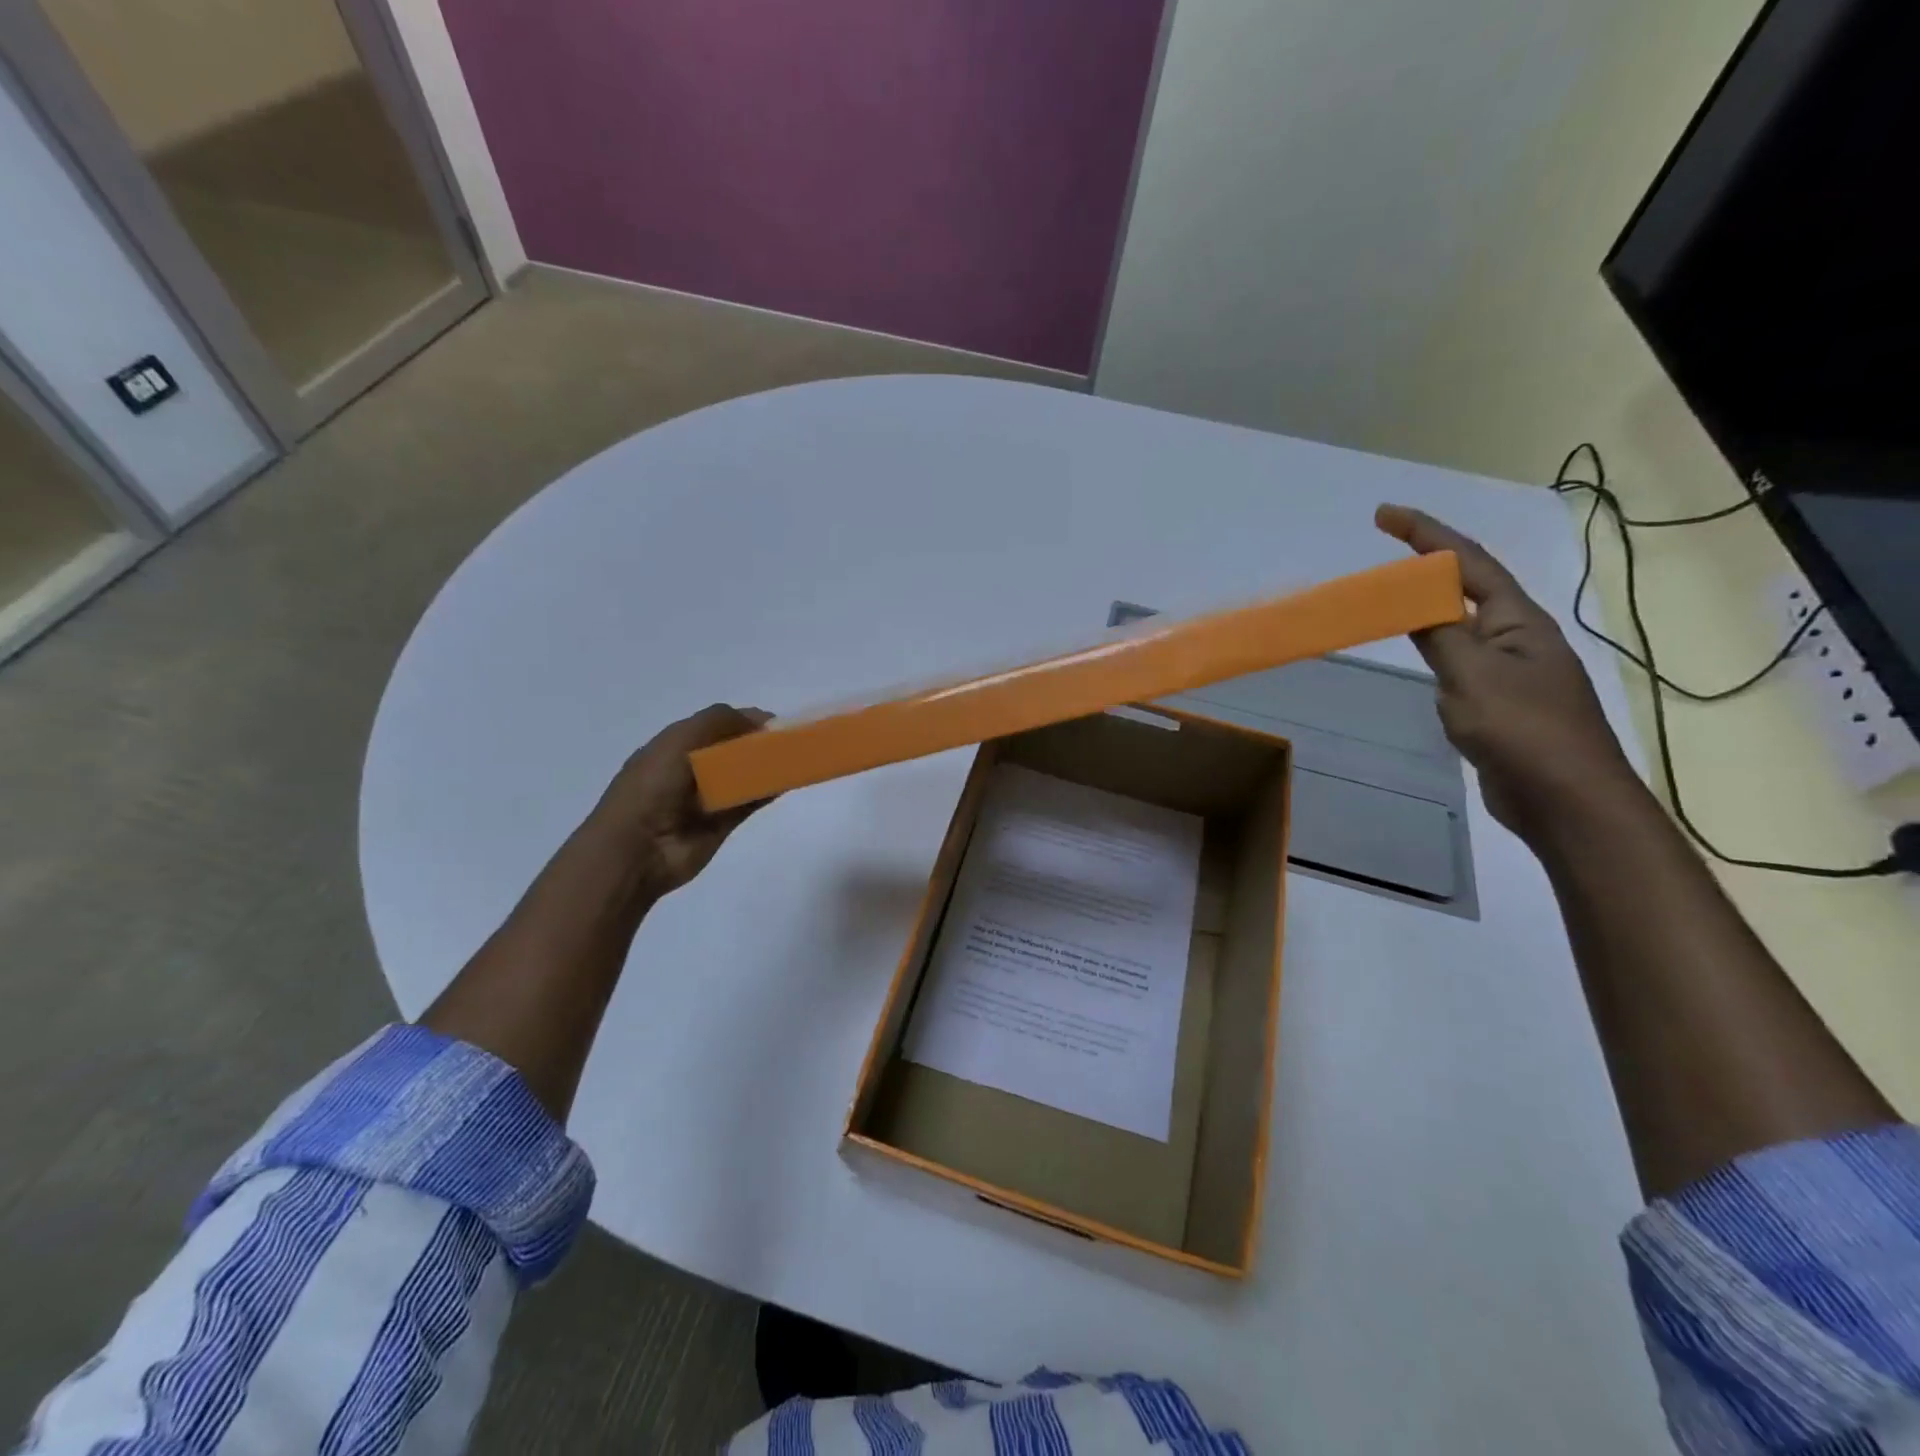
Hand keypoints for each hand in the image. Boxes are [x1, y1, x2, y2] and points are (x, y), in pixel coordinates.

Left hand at [593, 703, 771, 899]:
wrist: (638, 847)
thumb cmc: (653, 785)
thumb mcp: (679, 739)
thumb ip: (718, 721)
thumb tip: (758, 719)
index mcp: (674, 746)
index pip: (715, 726)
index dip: (743, 721)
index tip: (773, 723)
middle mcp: (691, 769)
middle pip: (732, 750)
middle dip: (757, 743)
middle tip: (787, 741)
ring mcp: (707, 798)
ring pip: (744, 776)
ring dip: (767, 767)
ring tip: (794, 759)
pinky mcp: (722, 823)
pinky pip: (750, 802)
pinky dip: (768, 792)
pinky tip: (787, 782)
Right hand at [1375, 505, 1639, 838]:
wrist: (1564, 799)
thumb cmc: (1522, 730)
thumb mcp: (1471, 675)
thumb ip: (1438, 634)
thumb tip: (1412, 602)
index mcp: (1517, 622)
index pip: (1468, 563)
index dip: (1426, 534)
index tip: (1384, 515)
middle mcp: (1517, 638)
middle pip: (1467, 589)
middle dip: (1427, 566)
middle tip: (1383, 556)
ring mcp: (1509, 673)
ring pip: (1460, 628)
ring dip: (1428, 608)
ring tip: (1391, 600)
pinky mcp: (1498, 705)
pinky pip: (1457, 664)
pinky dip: (1432, 650)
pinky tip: (1417, 658)